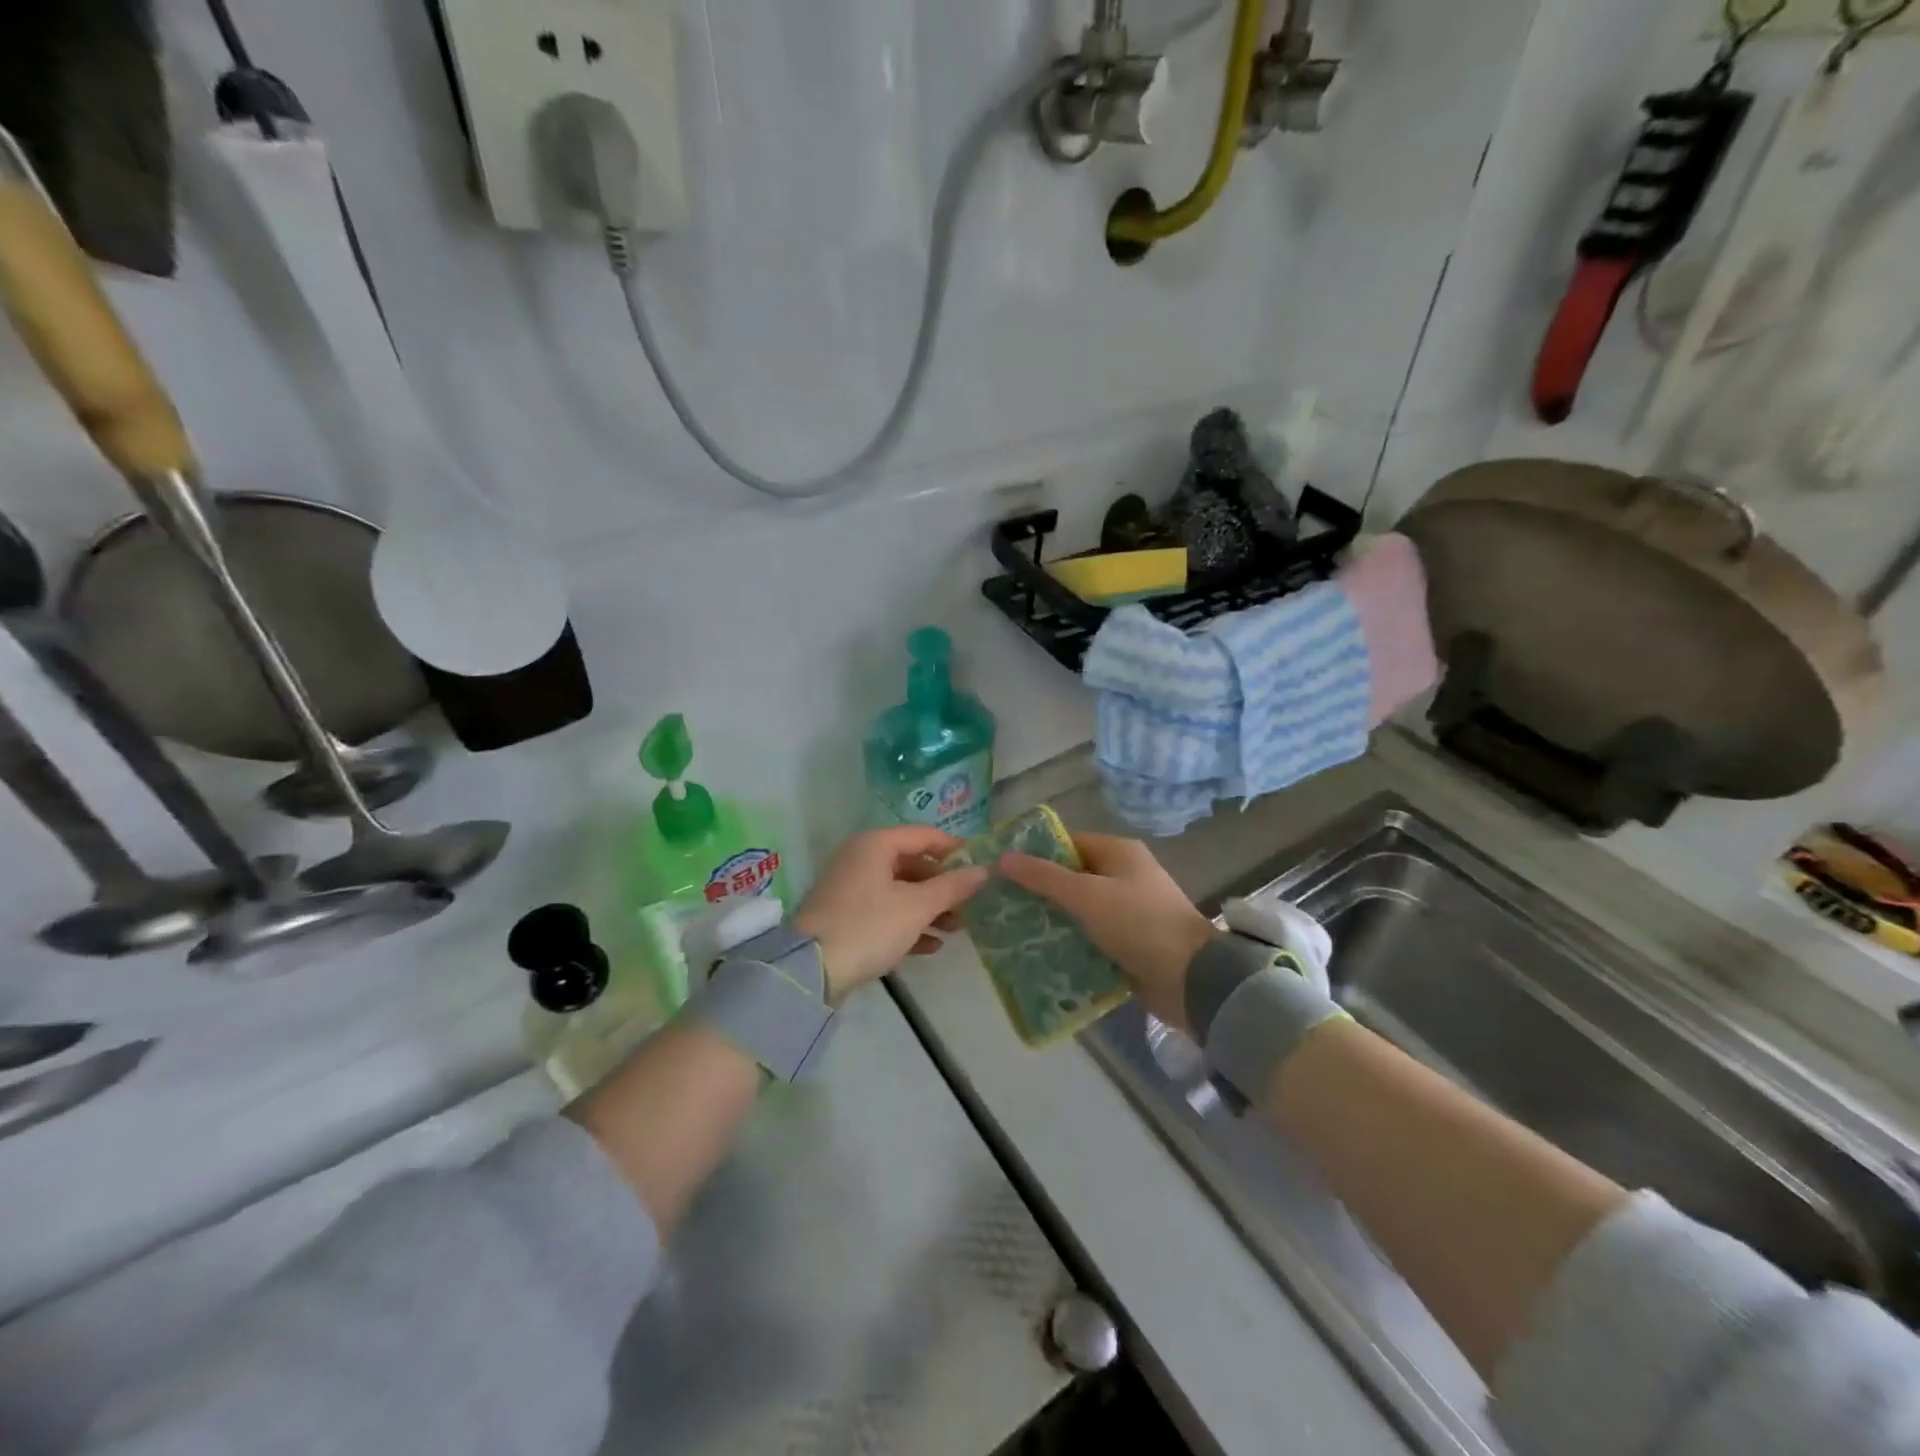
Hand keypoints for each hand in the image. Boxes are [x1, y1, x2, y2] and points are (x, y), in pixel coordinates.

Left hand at [795, 827, 989, 1001]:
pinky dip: (908, 924)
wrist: (810, 970)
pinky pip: (884, 911)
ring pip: (899, 890)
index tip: (980, 864)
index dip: (953, 848)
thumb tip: (983, 870)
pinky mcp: (845, 916)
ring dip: (929, 908)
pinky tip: (932, 946)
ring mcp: (850, 888)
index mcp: (875, 845)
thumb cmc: (869, 926)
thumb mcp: (916, 907)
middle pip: (911, 864)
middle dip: (942, 886)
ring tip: (956, 929)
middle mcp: (860, 858)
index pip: (923, 835)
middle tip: (969, 905)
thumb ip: (952, 887)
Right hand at [999, 832, 1213, 1033]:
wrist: (1190, 979)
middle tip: (1001, 903)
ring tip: (1012, 930)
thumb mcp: (1086, 895)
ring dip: (1052, 919)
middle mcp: (1124, 876)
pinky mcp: (1128, 943)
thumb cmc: (1137, 923)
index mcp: (1119, 853)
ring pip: (1079, 909)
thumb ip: (1043, 877)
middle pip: (1072, 877)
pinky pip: (1090, 936)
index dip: (1035, 853)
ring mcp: (1128, 911)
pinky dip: (1069, 942)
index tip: (1002, 869)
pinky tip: (1040, 952)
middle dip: (1039, 890)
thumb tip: (1003, 857)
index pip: (1068, 843)